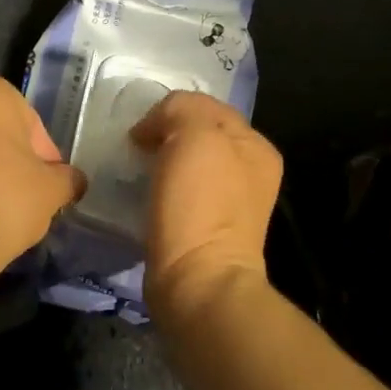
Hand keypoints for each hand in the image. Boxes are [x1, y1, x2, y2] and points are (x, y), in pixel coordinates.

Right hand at [130, 92, 282, 311]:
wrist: (197, 282)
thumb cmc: (200, 204)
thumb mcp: (195, 134)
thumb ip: (181, 109)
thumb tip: (157, 125)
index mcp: (256, 147)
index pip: (208, 107)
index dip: (171, 111)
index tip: (141, 131)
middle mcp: (249, 173)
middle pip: (198, 136)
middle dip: (166, 136)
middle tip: (135, 148)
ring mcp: (229, 205)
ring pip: (186, 165)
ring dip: (160, 163)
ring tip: (135, 171)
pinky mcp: (204, 231)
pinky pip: (178, 194)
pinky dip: (159, 190)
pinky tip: (143, 197)